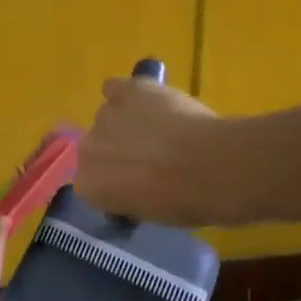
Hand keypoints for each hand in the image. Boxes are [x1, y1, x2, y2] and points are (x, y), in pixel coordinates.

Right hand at [75, 75, 244, 225]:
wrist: (212, 167)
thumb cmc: (186, 201)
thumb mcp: (150, 213)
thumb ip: (129, 195)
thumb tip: (136, 186)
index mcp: (90, 186)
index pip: (91, 182)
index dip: (113, 180)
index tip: (134, 183)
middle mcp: (88, 149)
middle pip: (95, 146)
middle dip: (116, 150)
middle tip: (148, 156)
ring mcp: (106, 115)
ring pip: (109, 116)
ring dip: (127, 122)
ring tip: (159, 128)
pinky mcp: (127, 90)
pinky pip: (115, 87)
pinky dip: (128, 93)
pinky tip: (147, 99)